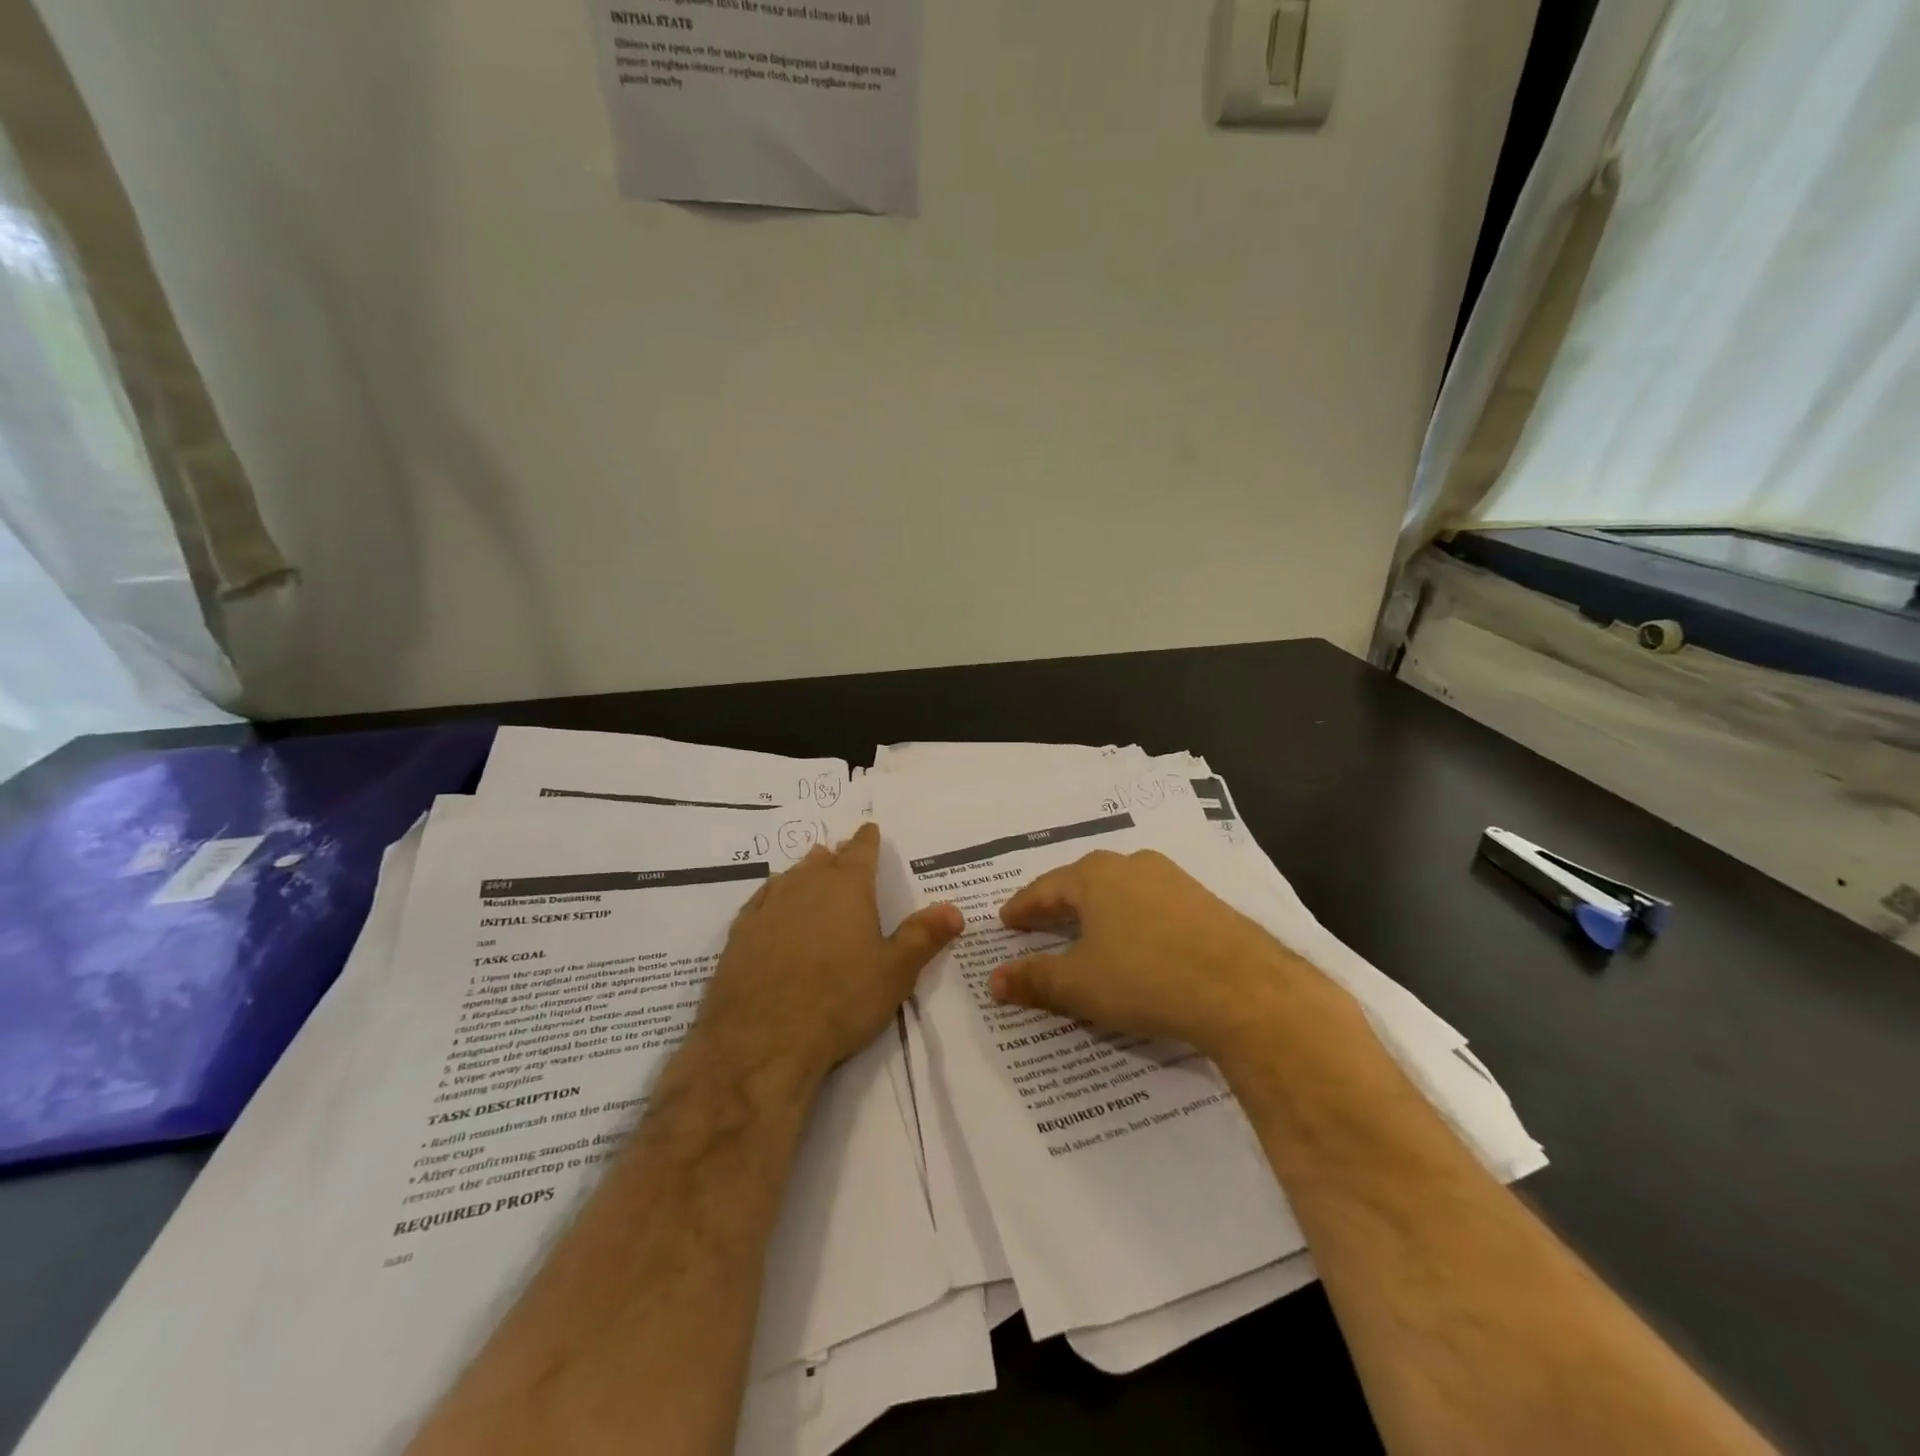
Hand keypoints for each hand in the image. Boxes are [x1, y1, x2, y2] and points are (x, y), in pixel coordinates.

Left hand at [697, 822, 962, 1083]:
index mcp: (848, 887)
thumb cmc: (841, 1000)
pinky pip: (762, 900)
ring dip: (804, 872)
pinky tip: (772, 902)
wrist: (763, 1039)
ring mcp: (769, 907)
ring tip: (811, 872)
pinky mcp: (741, 933)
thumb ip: (924, 936)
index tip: (869, 829)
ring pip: (791, 876)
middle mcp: (807, 885)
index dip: (868, 839)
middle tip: (842, 856)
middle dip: (836, 857)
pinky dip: (773, 895)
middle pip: (823, 860)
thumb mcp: (895, 972)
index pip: (862, 851)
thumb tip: (954, 909)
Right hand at [988, 849, 1329, 1065]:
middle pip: (1083, 884)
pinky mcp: (1203, 902)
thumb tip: (994, 980)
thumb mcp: (1079, 984)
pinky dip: (1132, 922)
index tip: (1006, 921)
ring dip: (1098, 912)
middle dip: (1058, 906)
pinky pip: (1151, 907)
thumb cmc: (1146, 978)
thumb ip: (1034, 979)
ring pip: (1120, 892)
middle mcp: (1132, 865)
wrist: (1243, 990)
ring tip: (1085, 933)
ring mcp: (1173, 880)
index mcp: (1095, 875)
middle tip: (1038, 924)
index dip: (1023, 908)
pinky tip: (1135, 943)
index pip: (1045, 889)